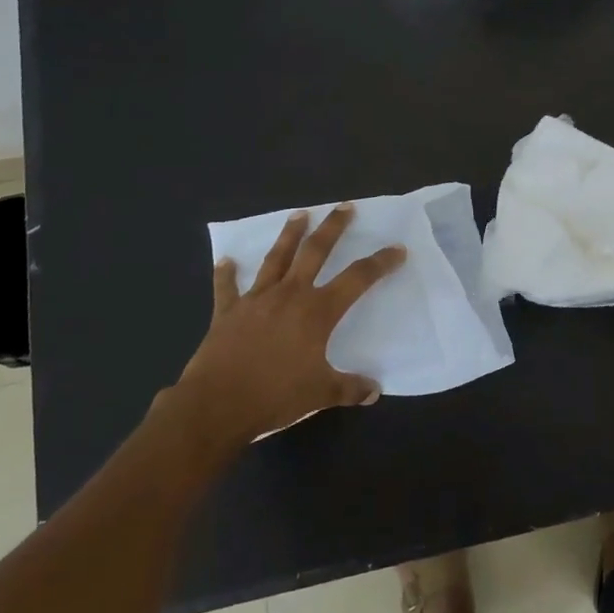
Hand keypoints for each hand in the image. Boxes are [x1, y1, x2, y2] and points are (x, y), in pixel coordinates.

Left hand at [162, 205, 405, 452]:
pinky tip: (226, 261)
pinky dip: (227, 273)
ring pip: (276, 259)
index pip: (358, 279)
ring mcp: (256, 300)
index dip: (380, 262)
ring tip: (299, 214)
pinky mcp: (227, 312)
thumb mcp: (321, 394)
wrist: (216, 405)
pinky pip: (227, 287)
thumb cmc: (275, 396)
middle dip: (333, 228)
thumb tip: (374, 390)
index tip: (397, 249)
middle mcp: (289, 295)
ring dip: (289, 235)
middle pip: (315, 252)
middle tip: (344, 207)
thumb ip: (350, 388)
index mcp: (317, 311)